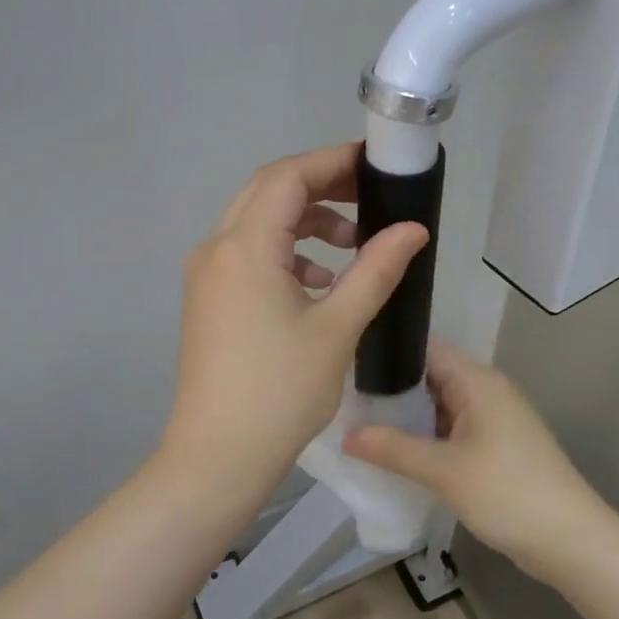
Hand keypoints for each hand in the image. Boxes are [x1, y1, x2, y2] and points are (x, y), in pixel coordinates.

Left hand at [160, 143, 428, 501]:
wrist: (218, 456)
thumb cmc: (281, 391)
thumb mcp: (338, 327)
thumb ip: (376, 269)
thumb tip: (413, 228)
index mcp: (244, 247)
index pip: (287, 177)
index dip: (331, 162)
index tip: (373, 164)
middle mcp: (215, 249)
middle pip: (268, 193)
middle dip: (320, 187)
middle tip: (369, 196)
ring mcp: (206, 276)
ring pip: (256, 224)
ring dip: (304, 223)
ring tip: (351, 245)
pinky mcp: (208, 301)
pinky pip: (247, 256)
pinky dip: (285, 254)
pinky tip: (319, 283)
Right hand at [344, 339, 610, 578]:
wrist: (571, 541)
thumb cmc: (507, 493)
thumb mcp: (443, 471)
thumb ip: (392, 448)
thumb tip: (345, 435)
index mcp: (477, 381)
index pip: (426, 347)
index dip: (388, 351)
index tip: (347, 361)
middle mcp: (486, 390)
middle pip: (430, 375)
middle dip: (391, 387)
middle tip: (345, 397)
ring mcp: (493, 418)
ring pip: (439, 404)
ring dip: (406, 414)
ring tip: (360, 421)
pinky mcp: (495, 445)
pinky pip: (451, 427)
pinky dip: (425, 435)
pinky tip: (395, 450)